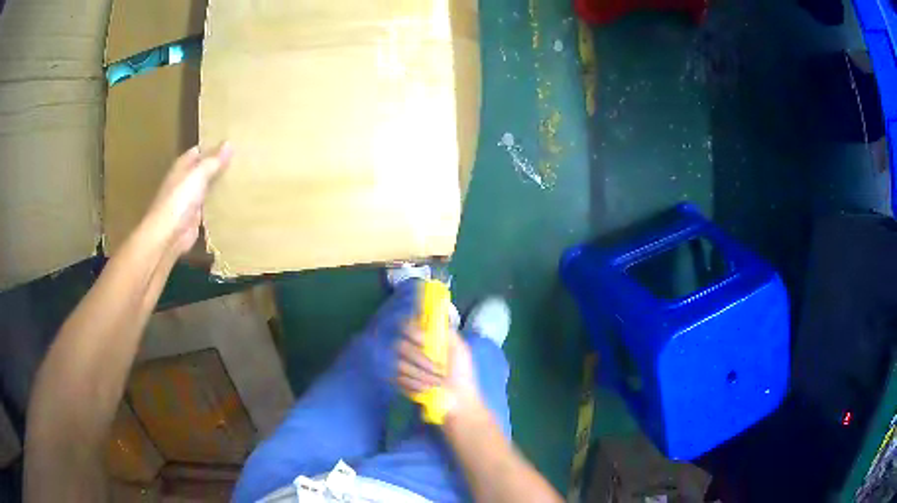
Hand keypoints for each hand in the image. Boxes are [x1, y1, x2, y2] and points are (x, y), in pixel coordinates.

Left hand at [143, 143, 232, 254]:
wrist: (168, 236)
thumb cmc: (179, 200)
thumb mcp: (198, 175)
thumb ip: (214, 160)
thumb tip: (229, 143)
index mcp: (183, 166)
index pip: (199, 151)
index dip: (214, 147)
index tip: (233, 145)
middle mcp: (185, 181)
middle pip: (204, 170)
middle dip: (219, 166)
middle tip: (243, 161)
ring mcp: (189, 200)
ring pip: (208, 188)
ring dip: (220, 186)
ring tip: (243, 179)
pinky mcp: (195, 218)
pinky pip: (210, 208)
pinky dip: (219, 205)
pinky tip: (234, 202)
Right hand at [397, 323, 485, 424]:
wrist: (459, 400)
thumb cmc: (462, 374)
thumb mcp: (460, 349)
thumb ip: (447, 332)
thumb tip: (434, 315)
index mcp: (426, 341)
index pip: (407, 327)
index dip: (412, 332)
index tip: (423, 341)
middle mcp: (412, 351)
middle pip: (401, 346)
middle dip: (421, 360)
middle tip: (439, 369)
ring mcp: (405, 367)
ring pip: (401, 364)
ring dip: (422, 375)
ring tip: (437, 382)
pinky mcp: (401, 383)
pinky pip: (400, 379)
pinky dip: (416, 385)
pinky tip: (428, 389)